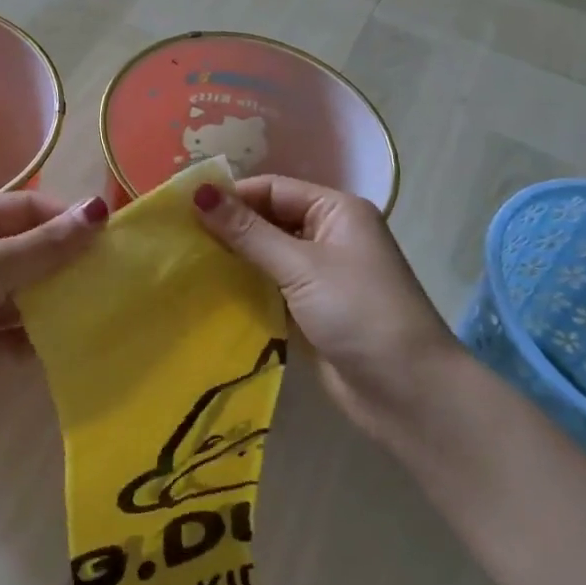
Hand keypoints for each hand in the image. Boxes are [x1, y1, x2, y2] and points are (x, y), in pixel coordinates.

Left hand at [0, 192, 107, 440]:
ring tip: (110, 308)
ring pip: (31, 297)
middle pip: (33, 253)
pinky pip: (23, 337)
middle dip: (70, 263)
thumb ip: (45, 245)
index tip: (109, 237)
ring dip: (62, 302)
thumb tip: (99, 209)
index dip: (67, 219)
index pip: (28, 210)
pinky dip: (47, 339)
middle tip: (118, 276)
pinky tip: (81, 343)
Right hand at [192, 175, 458, 442]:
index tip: (183, 208)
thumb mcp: (300, 266)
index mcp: (335, 211)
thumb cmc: (358, 313)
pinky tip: (208, 291)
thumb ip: (248, 232)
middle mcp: (328, 235)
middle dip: (227, 227)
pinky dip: (244, 287)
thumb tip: (199, 193)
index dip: (231, 196)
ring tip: (183, 260)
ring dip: (232, 259)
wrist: (408, 394)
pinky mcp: (310, 310)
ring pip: (265, 255)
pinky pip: (269, 287)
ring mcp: (320, 275)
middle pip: (267, 220)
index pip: (272, 189)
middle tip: (177, 236)